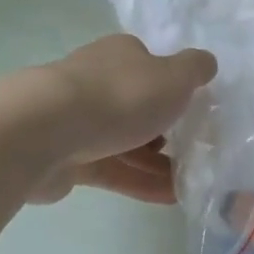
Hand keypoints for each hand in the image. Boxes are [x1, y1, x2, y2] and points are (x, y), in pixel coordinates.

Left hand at [31, 35, 216, 204]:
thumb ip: (195, 69)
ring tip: (189, 184)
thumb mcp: (174, 76)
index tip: (195, 111)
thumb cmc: (120, 96)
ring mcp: (79, 120)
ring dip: (157, 162)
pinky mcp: (68, 158)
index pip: (151, 65)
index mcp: (121, 55)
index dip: (173, 87)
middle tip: (194, 151)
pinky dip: (139, 182)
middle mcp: (98, 80)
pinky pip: (112, 169)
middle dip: (164, 128)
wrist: (47, 132)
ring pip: (126, 141)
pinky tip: (169, 198)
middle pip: (137, 104)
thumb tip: (206, 62)